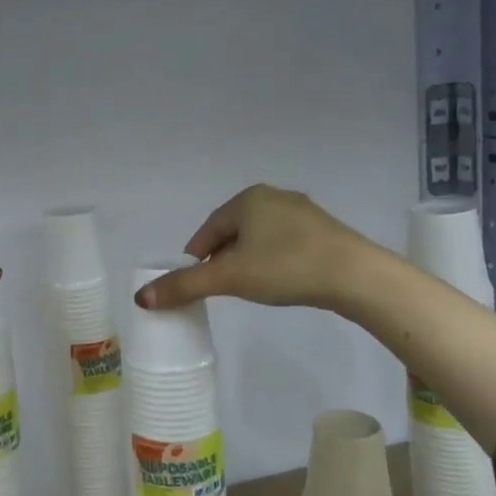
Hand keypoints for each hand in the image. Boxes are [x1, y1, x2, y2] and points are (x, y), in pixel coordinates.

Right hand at [135, 185, 372, 312]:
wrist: (355, 275)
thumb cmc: (286, 267)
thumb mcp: (229, 278)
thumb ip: (185, 286)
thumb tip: (141, 298)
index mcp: (248, 199)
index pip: (209, 228)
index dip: (196, 257)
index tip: (193, 281)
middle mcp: (274, 197)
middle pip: (233, 231)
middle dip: (221, 258)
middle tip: (219, 287)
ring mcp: (302, 212)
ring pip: (259, 237)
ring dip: (247, 259)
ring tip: (247, 287)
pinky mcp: (323, 231)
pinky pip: (284, 243)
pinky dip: (272, 260)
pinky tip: (279, 280)